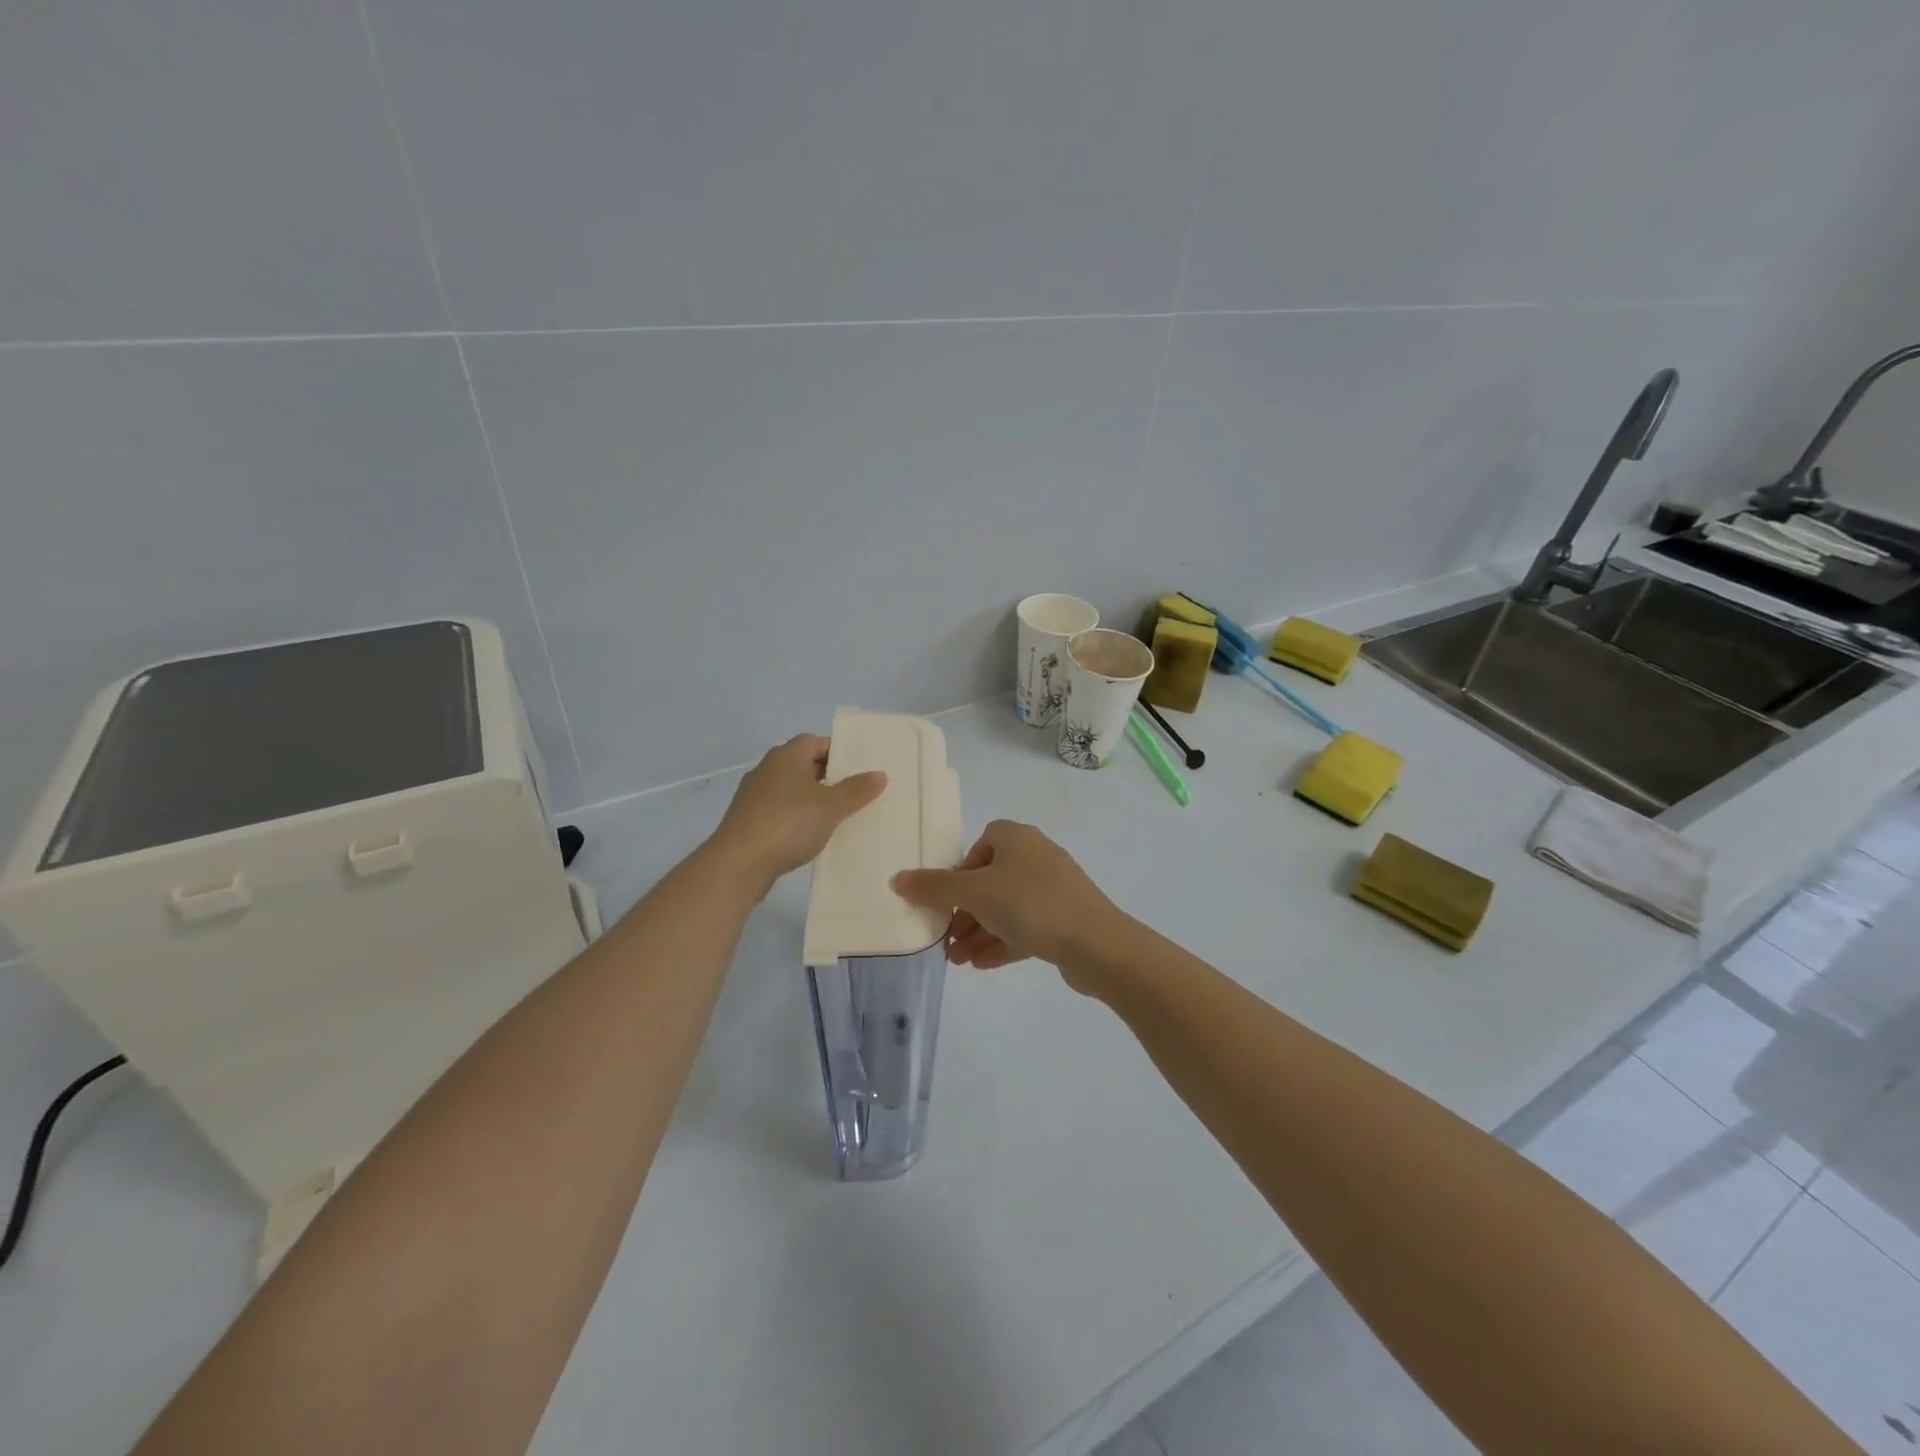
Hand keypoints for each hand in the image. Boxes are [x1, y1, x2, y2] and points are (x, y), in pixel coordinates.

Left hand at [708, 735, 886, 891]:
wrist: (739, 863)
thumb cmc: (789, 823)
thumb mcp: (831, 807)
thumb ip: (856, 790)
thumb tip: (879, 774)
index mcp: (786, 756)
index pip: (815, 741)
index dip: (837, 751)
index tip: (858, 767)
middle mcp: (767, 769)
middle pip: (802, 764)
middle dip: (827, 775)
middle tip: (854, 792)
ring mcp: (753, 796)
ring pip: (790, 789)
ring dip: (811, 798)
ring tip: (837, 816)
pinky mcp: (747, 821)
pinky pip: (779, 811)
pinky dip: (795, 817)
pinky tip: (810, 835)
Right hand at [891, 820, 1121, 972]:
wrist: (1096, 943)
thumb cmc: (1030, 904)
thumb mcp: (975, 893)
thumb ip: (935, 888)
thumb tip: (898, 879)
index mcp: (1017, 838)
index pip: (981, 843)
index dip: (961, 870)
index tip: (948, 899)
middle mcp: (1036, 857)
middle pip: (990, 880)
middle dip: (965, 911)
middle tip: (946, 939)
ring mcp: (1053, 889)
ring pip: (1006, 907)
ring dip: (979, 932)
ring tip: (957, 960)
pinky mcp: (1064, 919)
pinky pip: (1025, 926)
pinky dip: (1002, 942)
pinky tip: (981, 965)